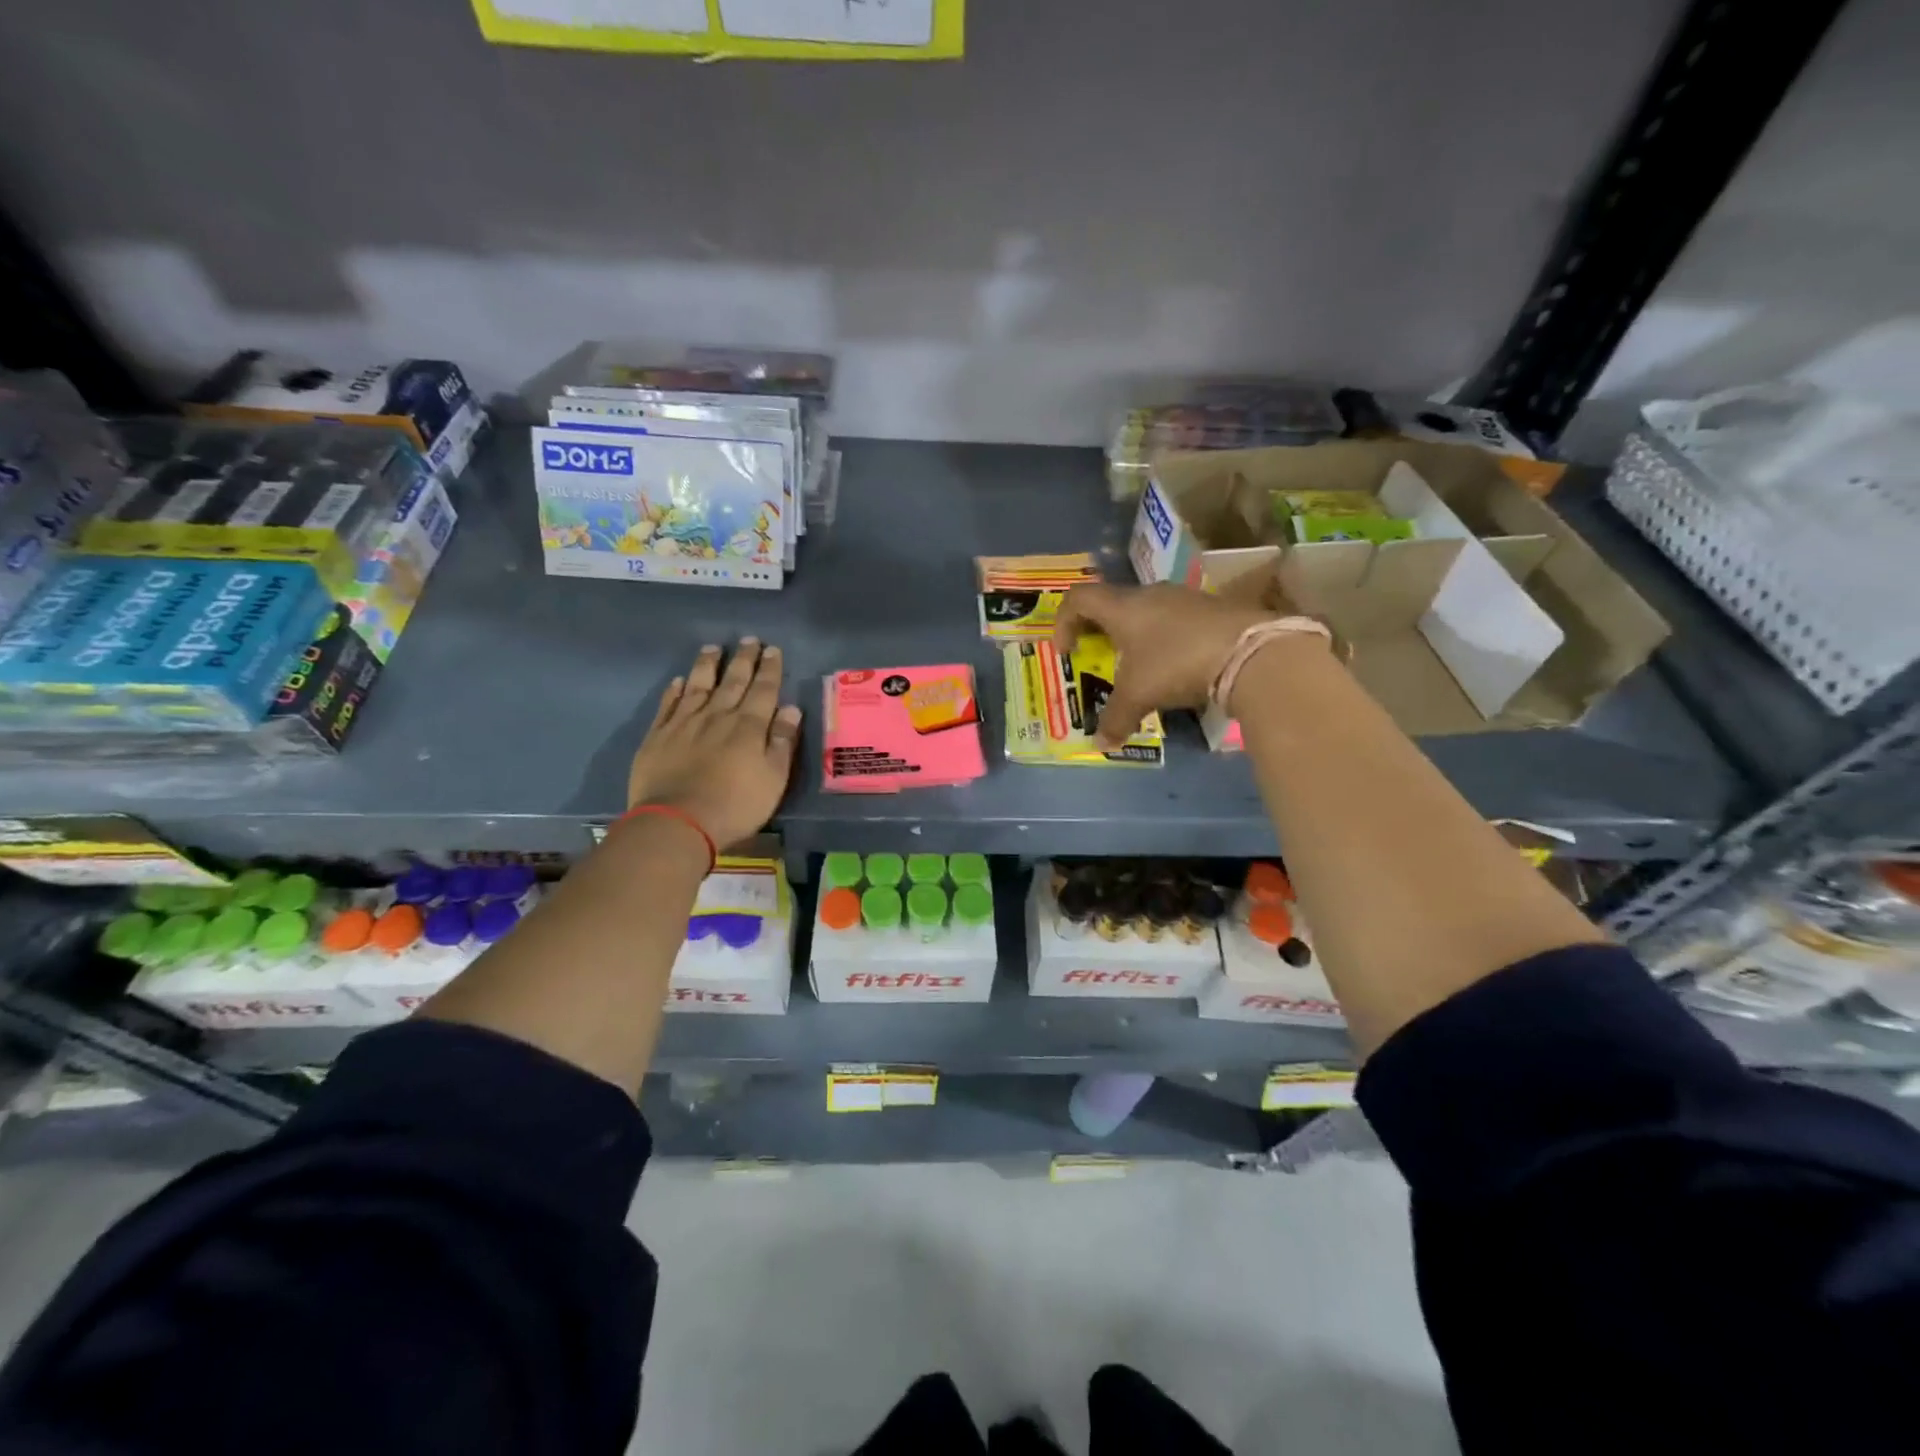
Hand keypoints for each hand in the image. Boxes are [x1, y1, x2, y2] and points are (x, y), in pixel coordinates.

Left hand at [627, 639, 802, 849]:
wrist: (677, 822)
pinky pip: (669, 705)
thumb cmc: (736, 805)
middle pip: (733, 680)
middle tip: (749, 640)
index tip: (773, 650)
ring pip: (699, 685)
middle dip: (743, 659)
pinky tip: (679, 681)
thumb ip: (783, 741)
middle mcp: (717, 715)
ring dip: (708, 665)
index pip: (763, 689)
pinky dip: (676, 690)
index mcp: (749, 725)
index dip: (770, 668)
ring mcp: (684, 723)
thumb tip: (791, 708)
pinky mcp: (658, 736)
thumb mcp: (774, 778)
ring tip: (713, 648)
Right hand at [1053, 583, 1290, 747]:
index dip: (1063, 622)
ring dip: (1136, 636)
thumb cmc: (1177, 664)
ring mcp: (1185, 598)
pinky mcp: (1212, 609)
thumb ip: (1115, 719)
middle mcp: (1151, 594)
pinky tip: (1177, 666)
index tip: (1067, 652)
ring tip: (1141, 667)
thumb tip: (1100, 745)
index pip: (1079, 598)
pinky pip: (1176, 621)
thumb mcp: (1140, 695)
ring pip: (1147, 611)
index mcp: (1124, 607)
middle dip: (1100, 631)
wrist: (1250, 652)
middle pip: (1113, 603)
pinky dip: (1166, 640)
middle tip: (1100, 658)